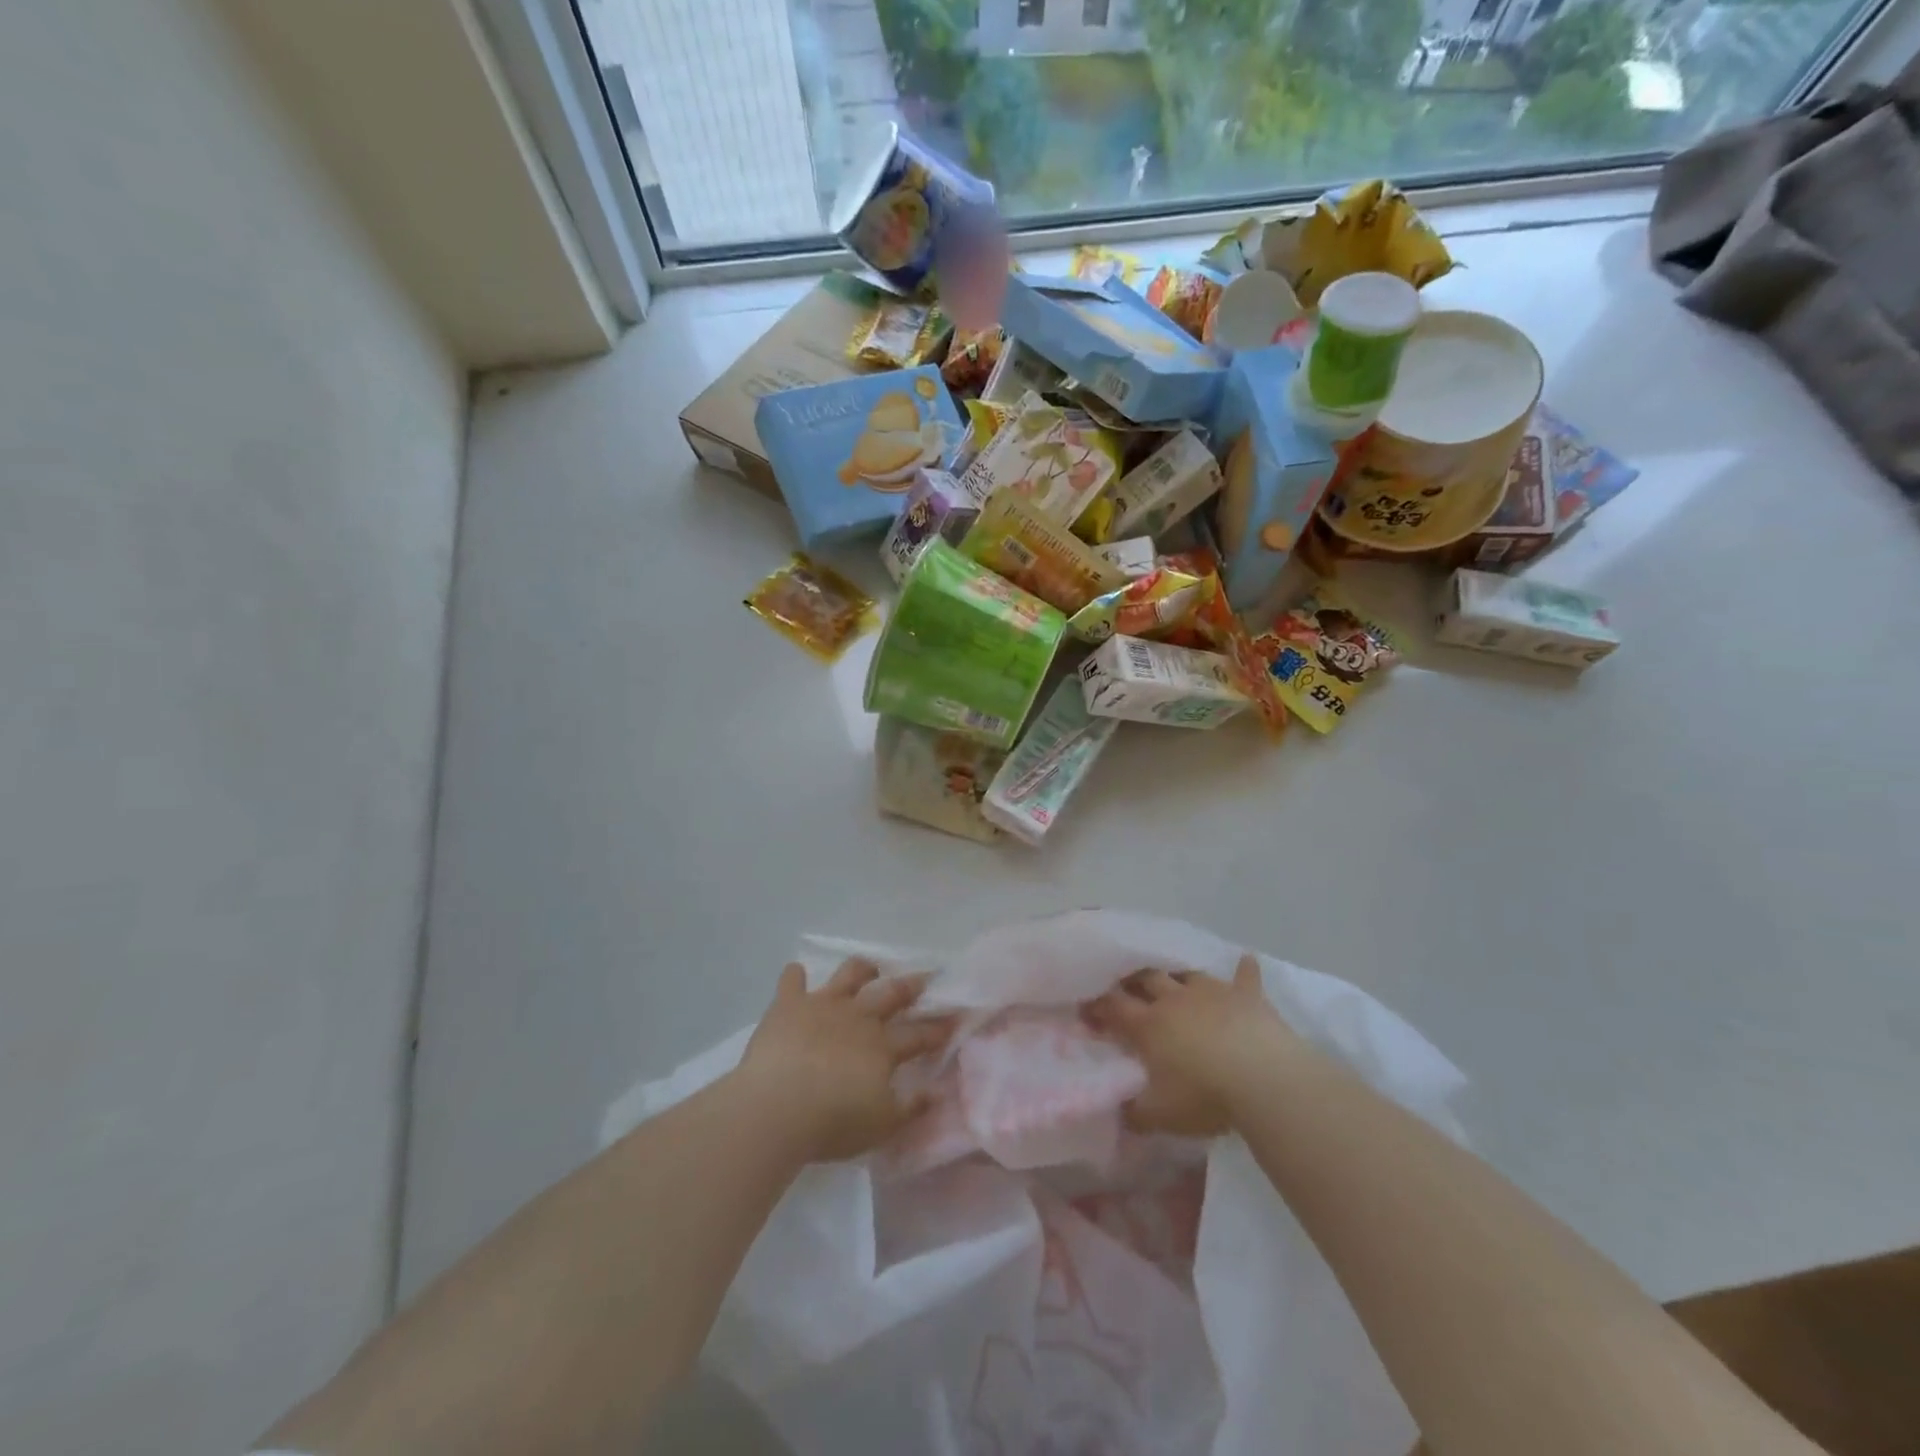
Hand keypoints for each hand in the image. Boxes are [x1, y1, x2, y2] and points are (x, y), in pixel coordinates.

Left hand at [735, 958, 951, 1163]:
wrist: (777, 1107)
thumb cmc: (833, 1122)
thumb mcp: (881, 1126)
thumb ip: (911, 1108)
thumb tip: (936, 1093)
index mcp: (882, 1047)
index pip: (918, 1035)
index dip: (938, 1028)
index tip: (953, 1018)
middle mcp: (857, 1017)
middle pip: (890, 994)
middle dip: (909, 986)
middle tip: (923, 978)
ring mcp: (822, 1006)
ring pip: (848, 975)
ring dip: (861, 969)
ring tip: (868, 968)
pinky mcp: (789, 1005)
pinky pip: (792, 981)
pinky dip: (794, 976)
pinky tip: (795, 972)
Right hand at [1084, 955, 1294, 1136]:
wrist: (1264, 1081)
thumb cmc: (1206, 1097)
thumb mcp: (1160, 1116)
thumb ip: (1133, 1113)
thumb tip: (1116, 1112)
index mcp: (1149, 1024)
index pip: (1114, 1006)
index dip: (1098, 1006)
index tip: (1088, 1008)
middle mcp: (1175, 1000)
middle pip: (1147, 979)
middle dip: (1133, 980)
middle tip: (1127, 986)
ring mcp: (1212, 993)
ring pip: (1187, 974)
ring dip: (1179, 977)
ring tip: (1174, 981)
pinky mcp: (1248, 997)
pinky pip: (1245, 976)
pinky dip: (1244, 969)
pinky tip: (1246, 959)